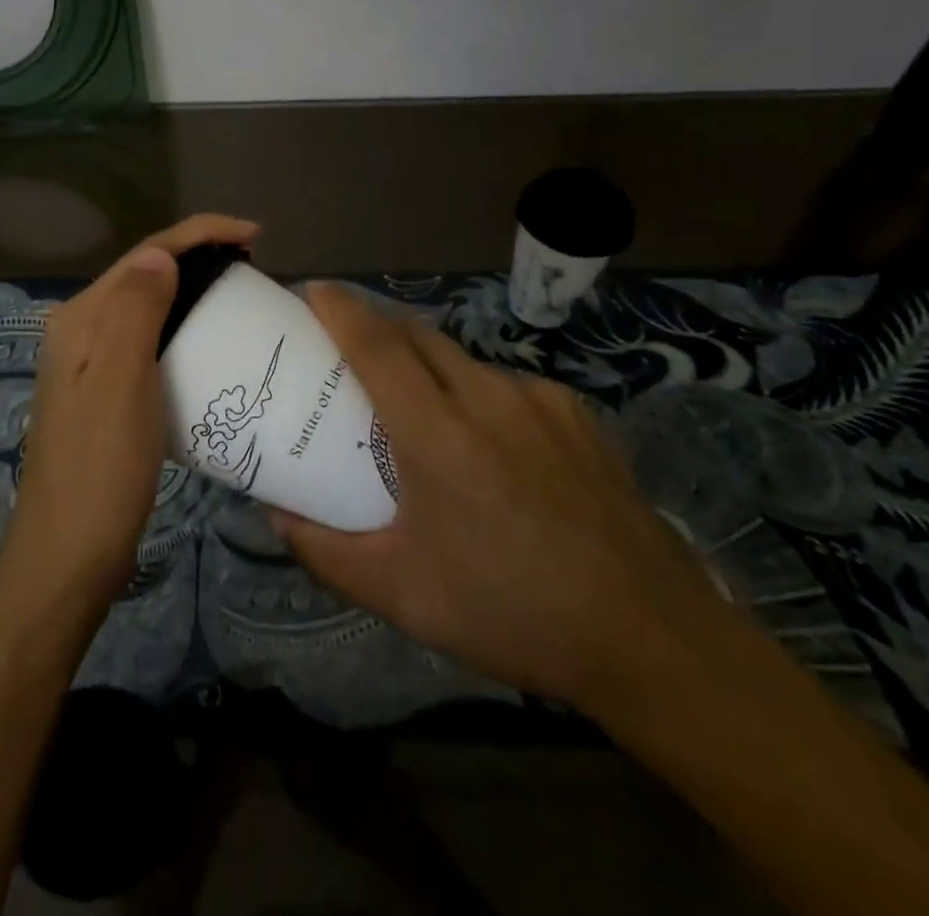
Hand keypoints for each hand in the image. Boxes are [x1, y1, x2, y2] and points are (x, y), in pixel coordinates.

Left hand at [3, 213, 260, 607]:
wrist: (69, 556)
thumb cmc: (101, 469)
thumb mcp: (122, 382)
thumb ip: (136, 310)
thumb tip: (160, 253)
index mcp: (81, 319)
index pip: (145, 254)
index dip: (200, 234)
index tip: (256, 236)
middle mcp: (80, 331)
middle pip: (145, 274)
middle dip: (198, 257)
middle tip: (254, 266)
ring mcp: (90, 365)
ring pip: (148, 308)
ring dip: (191, 292)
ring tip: (239, 296)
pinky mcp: (105, 394)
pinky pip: (149, 342)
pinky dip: (182, 330)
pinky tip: (209, 344)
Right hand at [272, 283, 731, 715]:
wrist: (652, 637)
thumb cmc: (512, 613)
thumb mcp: (402, 595)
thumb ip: (325, 552)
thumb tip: (276, 515)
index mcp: (437, 433)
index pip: (376, 344)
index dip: (340, 309)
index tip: (313, 290)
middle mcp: (486, 397)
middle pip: (416, 333)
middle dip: (375, 324)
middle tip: (347, 347)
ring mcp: (538, 399)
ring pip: (462, 359)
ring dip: (426, 364)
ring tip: (418, 409)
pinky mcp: (576, 411)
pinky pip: (506, 384)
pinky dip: (475, 393)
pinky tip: (488, 444)